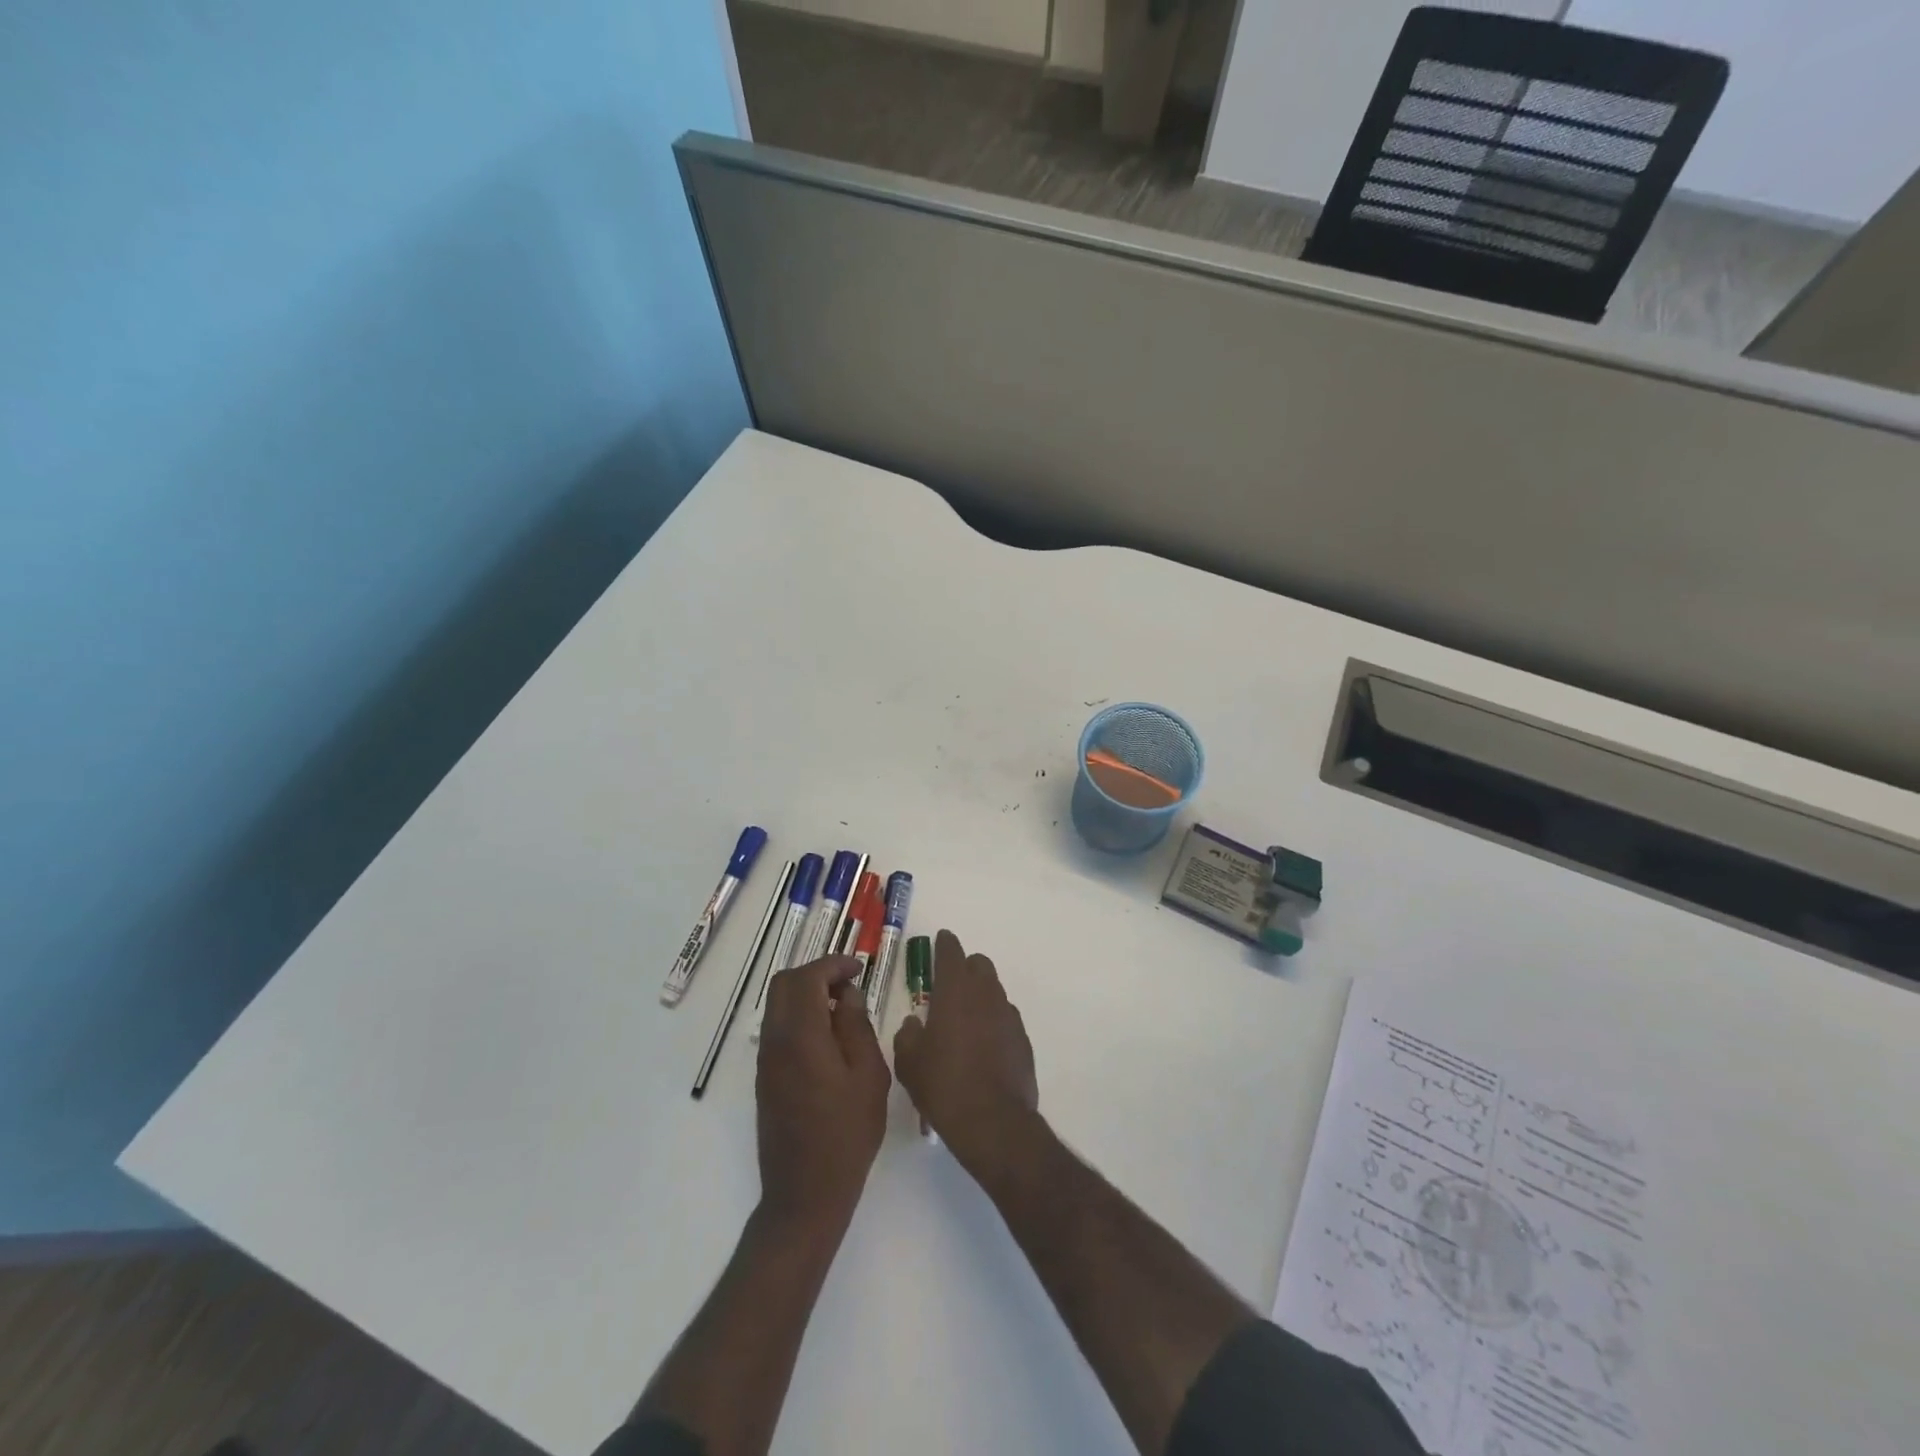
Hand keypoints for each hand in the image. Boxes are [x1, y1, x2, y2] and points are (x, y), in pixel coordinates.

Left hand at [756, 956, 890, 1236]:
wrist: (805, 1195)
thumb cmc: (846, 1135)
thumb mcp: (868, 1076)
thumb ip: (857, 1027)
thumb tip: (848, 995)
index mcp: (801, 1037)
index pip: (807, 978)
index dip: (832, 964)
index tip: (858, 968)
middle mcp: (775, 1042)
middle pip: (784, 984)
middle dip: (816, 973)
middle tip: (849, 984)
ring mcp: (766, 1062)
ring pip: (778, 1006)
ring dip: (806, 994)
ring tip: (843, 1009)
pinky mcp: (765, 1079)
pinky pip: (778, 1029)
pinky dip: (800, 1016)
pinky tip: (828, 1037)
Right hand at [892, 930, 1038, 1182]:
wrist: (992, 1122)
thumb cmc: (943, 1085)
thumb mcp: (909, 1062)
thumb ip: (908, 1034)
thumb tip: (915, 1023)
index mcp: (955, 992)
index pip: (952, 952)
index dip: (945, 944)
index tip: (941, 939)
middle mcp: (985, 995)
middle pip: (979, 965)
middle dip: (966, 967)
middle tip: (949, 987)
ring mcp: (1008, 1016)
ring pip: (995, 990)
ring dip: (980, 995)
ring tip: (964, 1020)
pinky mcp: (1023, 1040)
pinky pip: (1005, 1018)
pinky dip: (994, 1022)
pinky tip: (983, 1045)